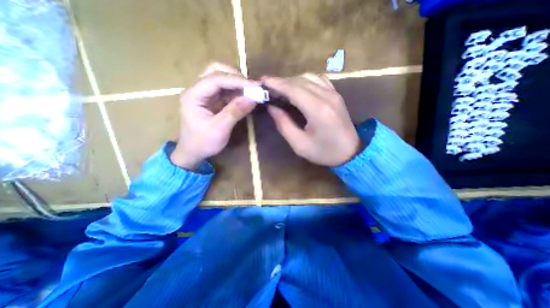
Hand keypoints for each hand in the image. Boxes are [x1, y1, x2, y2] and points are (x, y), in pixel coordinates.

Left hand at [171, 65, 258, 170]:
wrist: (193, 152)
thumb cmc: (203, 143)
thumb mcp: (219, 130)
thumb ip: (234, 113)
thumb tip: (252, 99)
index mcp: (193, 96)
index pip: (215, 79)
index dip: (236, 80)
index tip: (254, 86)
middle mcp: (197, 90)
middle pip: (215, 71)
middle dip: (235, 77)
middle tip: (251, 87)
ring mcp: (205, 95)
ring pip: (221, 79)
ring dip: (237, 83)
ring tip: (251, 92)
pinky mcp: (212, 101)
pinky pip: (225, 90)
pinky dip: (237, 92)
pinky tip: (246, 97)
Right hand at [262, 74, 360, 166]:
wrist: (351, 152)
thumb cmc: (324, 152)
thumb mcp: (299, 144)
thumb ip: (284, 124)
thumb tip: (272, 107)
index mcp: (318, 110)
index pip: (293, 89)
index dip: (277, 83)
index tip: (263, 81)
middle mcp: (327, 96)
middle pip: (300, 81)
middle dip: (282, 82)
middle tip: (268, 87)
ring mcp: (334, 93)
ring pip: (309, 77)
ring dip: (292, 81)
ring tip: (280, 89)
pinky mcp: (336, 95)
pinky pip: (318, 80)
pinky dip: (305, 81)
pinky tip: (298, 89)